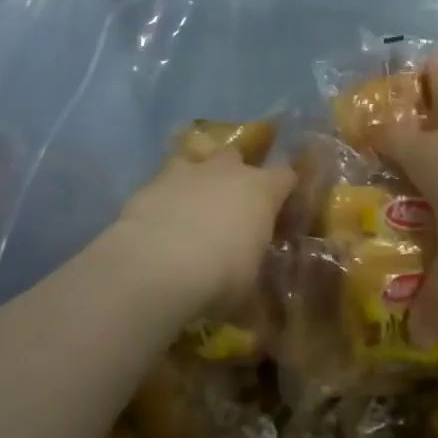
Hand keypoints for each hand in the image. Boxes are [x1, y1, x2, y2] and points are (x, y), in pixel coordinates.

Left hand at [111, 150, 295, 318]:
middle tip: (230, 204)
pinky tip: (159, 220)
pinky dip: (165, 196)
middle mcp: (227, 170)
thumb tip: (251, 270)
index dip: (283, 190)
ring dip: (197, 179)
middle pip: (237, 156)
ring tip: (191, 206)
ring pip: (197, 161)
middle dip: (235, 174)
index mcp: (261, 190)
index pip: (285, 176)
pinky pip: (164, 182)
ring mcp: (187, 171)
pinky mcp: (151, 181)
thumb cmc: (220, 275)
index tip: (280, 211)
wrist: (158, 265)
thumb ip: (253, 263)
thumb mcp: (249, 280)